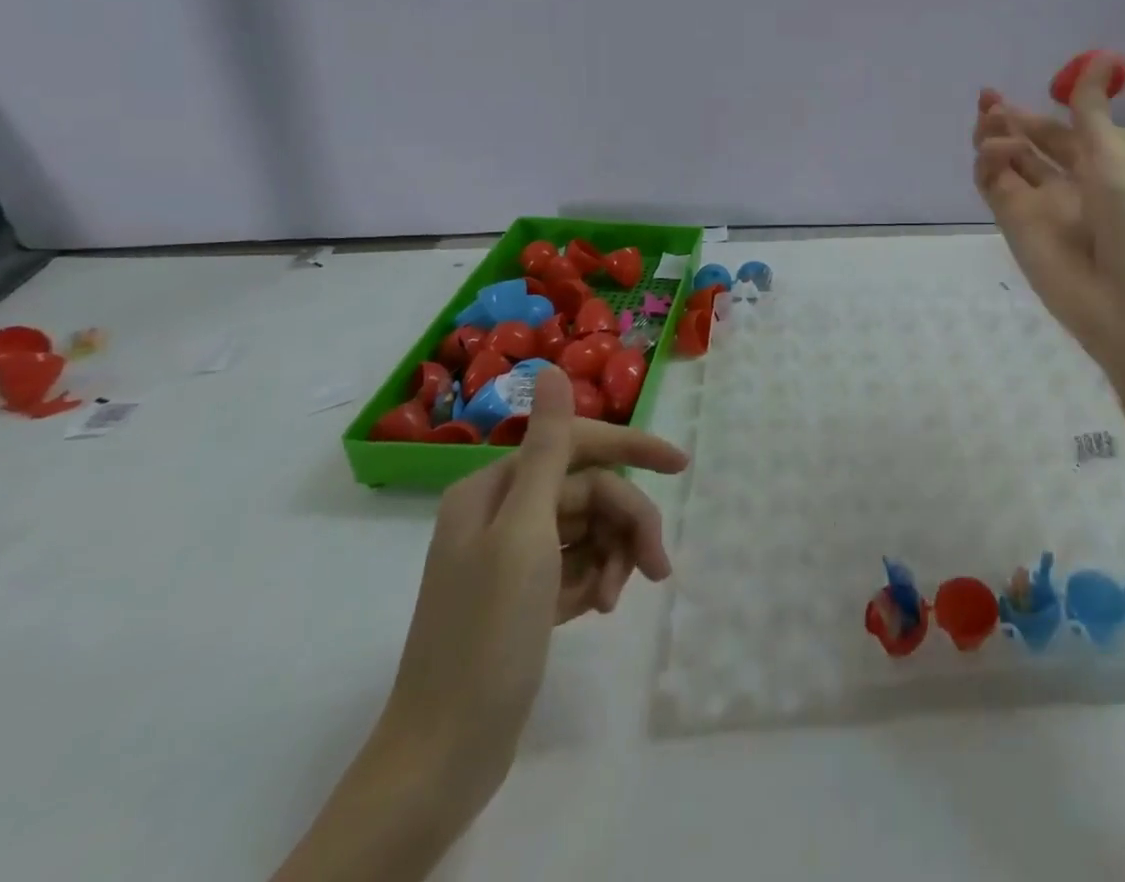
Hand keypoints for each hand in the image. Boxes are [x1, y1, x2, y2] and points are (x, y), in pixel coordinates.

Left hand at [383, 364, 687, 807]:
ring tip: (616, 600)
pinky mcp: (524, 595)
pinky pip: (578, 564)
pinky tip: (596, 611)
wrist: (444, 754)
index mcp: (495, 489)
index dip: (631, 449)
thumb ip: (548, 449)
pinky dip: (595, 581)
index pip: (577, 444)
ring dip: (614, 557)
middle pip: (589, 494)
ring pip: (590, 529)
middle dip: (627, 524)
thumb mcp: (525, 533)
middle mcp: (502, 513)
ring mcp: (513, 556)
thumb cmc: (486, 634)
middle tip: (658, 566)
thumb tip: (551, 369)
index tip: (680, 466)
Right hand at [973, 54, 1124, 383]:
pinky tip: (995, 151)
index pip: (1062, 133)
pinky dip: (988, 165)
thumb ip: (1092, 113)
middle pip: (1028, 146)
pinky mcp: (1015, 228)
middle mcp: (1068, 186)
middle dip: (1007, 121)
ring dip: (995, 138)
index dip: (1038, 112)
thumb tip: (1101, 56)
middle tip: (988, 100)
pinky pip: (995, 188)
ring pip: (1006, 164)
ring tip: (992, 122)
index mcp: (1101, 169)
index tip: (1018, 90)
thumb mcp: (1115, 161)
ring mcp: (1039, 208)